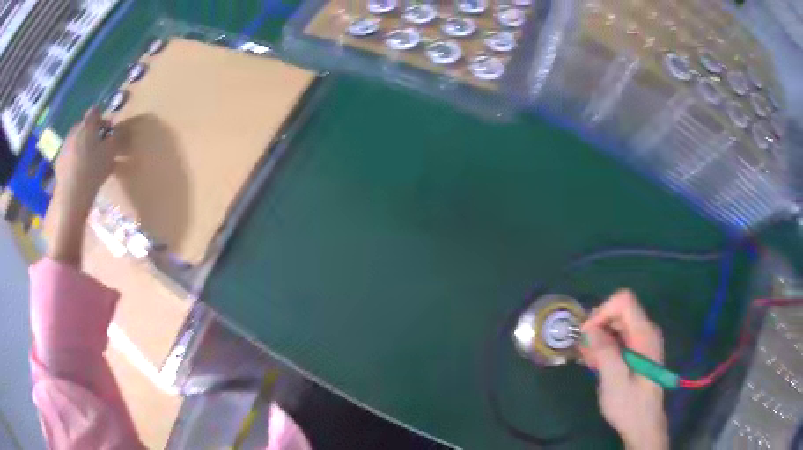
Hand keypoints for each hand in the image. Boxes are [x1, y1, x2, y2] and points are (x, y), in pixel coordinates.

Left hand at [48, 108, 126, 266]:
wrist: (71, 198)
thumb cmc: (92, 171)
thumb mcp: (111, 153)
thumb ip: (116, 137)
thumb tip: (118, 130)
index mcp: (87, 125)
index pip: (95, 112)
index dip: (102, 119)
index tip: (108, 133)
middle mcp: (74, 131)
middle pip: (84, 125)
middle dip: (92, 133)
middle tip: (99, 148)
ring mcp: (64, 147)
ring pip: (76, 141)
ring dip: (83, 147)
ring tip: (89, 164)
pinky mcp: (59, 163)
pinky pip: (69, 155)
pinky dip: (74, 160)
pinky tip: (79, 174)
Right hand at [578, 290, 668, 449]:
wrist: (643, 425)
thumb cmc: (629, 405)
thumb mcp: (614, 380)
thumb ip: (604, 351)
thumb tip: (589, 328)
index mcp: (644, 334)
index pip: (624, 301)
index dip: (602, 311)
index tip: (586, 335)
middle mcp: (646, 332)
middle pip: (619, 311)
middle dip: (598, 326)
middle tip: (583, 351)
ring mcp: (642, 341)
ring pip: (617, 325)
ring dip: (599, 338)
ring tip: (588, 361)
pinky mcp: (638, 351)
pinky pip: (619, 338)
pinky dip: (605, 346)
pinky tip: (596, 364)